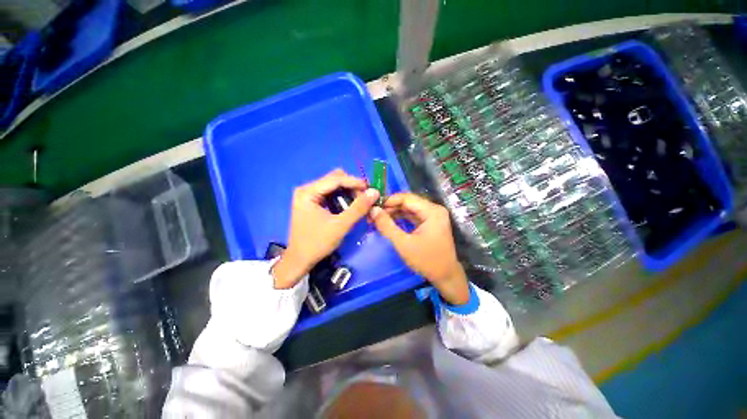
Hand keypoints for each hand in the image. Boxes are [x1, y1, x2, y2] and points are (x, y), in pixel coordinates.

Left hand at [273, 169, 379, 288]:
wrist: (300, 260)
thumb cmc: (317, 243)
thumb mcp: (340, 226)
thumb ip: (358, 208)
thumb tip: (374, 192)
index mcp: (308, 192)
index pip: (335, 179)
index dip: (355, 182)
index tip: (371, 189)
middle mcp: (306, 189)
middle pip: (334, 179)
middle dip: (352, 187)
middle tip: (365, 199)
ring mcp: (308, 195)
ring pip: (334, 186)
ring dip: (348, 192)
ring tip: (360, 203)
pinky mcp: (311, 202)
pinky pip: (330, 193)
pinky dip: (342, 197)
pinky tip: (349, 206)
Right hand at [371, 193, 469, 304]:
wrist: (445, 276)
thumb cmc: (426, 260)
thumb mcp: (403, 243)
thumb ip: (387, 226)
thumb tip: (373, 210)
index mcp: (432, 211)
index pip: (407, 198)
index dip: (389, 200)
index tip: (373, 205)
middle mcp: (434, 209)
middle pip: (408, 202)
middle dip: (390, 207)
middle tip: (373, 213)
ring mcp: (433, 216)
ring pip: (409, 209)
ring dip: (394, 212)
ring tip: (377, 217)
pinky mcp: (430, 222)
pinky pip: (413, 216)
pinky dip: (401, 218)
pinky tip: (388, 221)